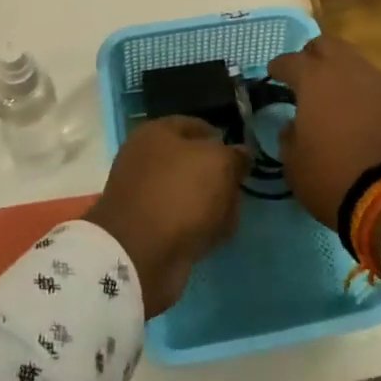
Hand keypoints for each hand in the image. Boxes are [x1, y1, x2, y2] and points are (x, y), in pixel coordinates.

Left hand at [83, 117, 246, 316]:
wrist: (139, 254)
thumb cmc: (180, 194)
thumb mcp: (219, 164)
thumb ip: (235, 155)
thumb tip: (240, 155)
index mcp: (156, 132)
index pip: (197, 126)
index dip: (222, 140)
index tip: (241, 159)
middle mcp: (145, 159)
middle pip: (194, 162)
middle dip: (220, 178)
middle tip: (237, 192)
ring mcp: (144, 194)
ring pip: (190, 193)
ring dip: (212, 206)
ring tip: (229, 219)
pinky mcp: (146, 227)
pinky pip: (181, 220)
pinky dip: (198, 227)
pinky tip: (214, 237)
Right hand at [267, 35, 380, 230]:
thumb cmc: (334, 178)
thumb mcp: (295, 165)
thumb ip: (290, 137)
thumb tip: (294, 126)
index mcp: (315, 81)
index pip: (291, 61)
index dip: (279, 67)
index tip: (274, 74)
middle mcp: (350, 71)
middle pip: (328, 45)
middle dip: (314, 56)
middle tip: (308, 77)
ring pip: (358, 66)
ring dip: (345, 78)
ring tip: (341, 103)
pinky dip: (370, 98)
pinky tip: (368, 121)